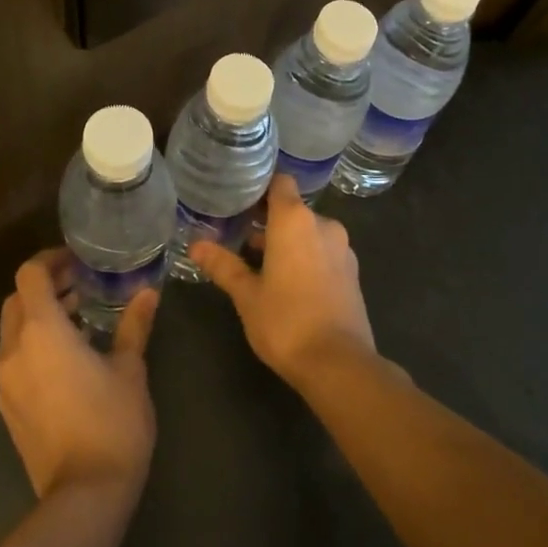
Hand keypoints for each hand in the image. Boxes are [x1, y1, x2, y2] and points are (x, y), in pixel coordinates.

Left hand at [0, 250, 159, 500]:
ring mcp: (6, 381)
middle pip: (17, 300)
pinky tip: (67, 360)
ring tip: (79, 320)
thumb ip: (134, 325)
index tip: (78, 262)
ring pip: (13, 331)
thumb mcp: (131, 368)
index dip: (51, 260)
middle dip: (45, 287)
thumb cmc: (112, 421)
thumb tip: (148, 292)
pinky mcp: (7, 407)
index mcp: (42, 331)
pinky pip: (14, 360)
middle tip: (81, 287)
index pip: (31, 275)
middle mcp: (14, 350)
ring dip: (40, 317)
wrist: (84, 494)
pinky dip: (34, 345)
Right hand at [191, 175, 375, 388]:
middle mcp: (323, 225)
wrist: (338, 364)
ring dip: (288, 241)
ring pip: (309, 232)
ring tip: (260, 262)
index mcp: (295, 220)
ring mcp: (342, 248)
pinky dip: (307, 257)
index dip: (261, 187)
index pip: (280, 182)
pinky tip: (289, 282)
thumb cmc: (285, 321)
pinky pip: (324, 252)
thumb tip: (195, 245)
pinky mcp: (352, 272)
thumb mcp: (246, 294)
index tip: (239, 198)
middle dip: (269, 221)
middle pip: (293, 209)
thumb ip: (223, 265)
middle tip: (239, 235)